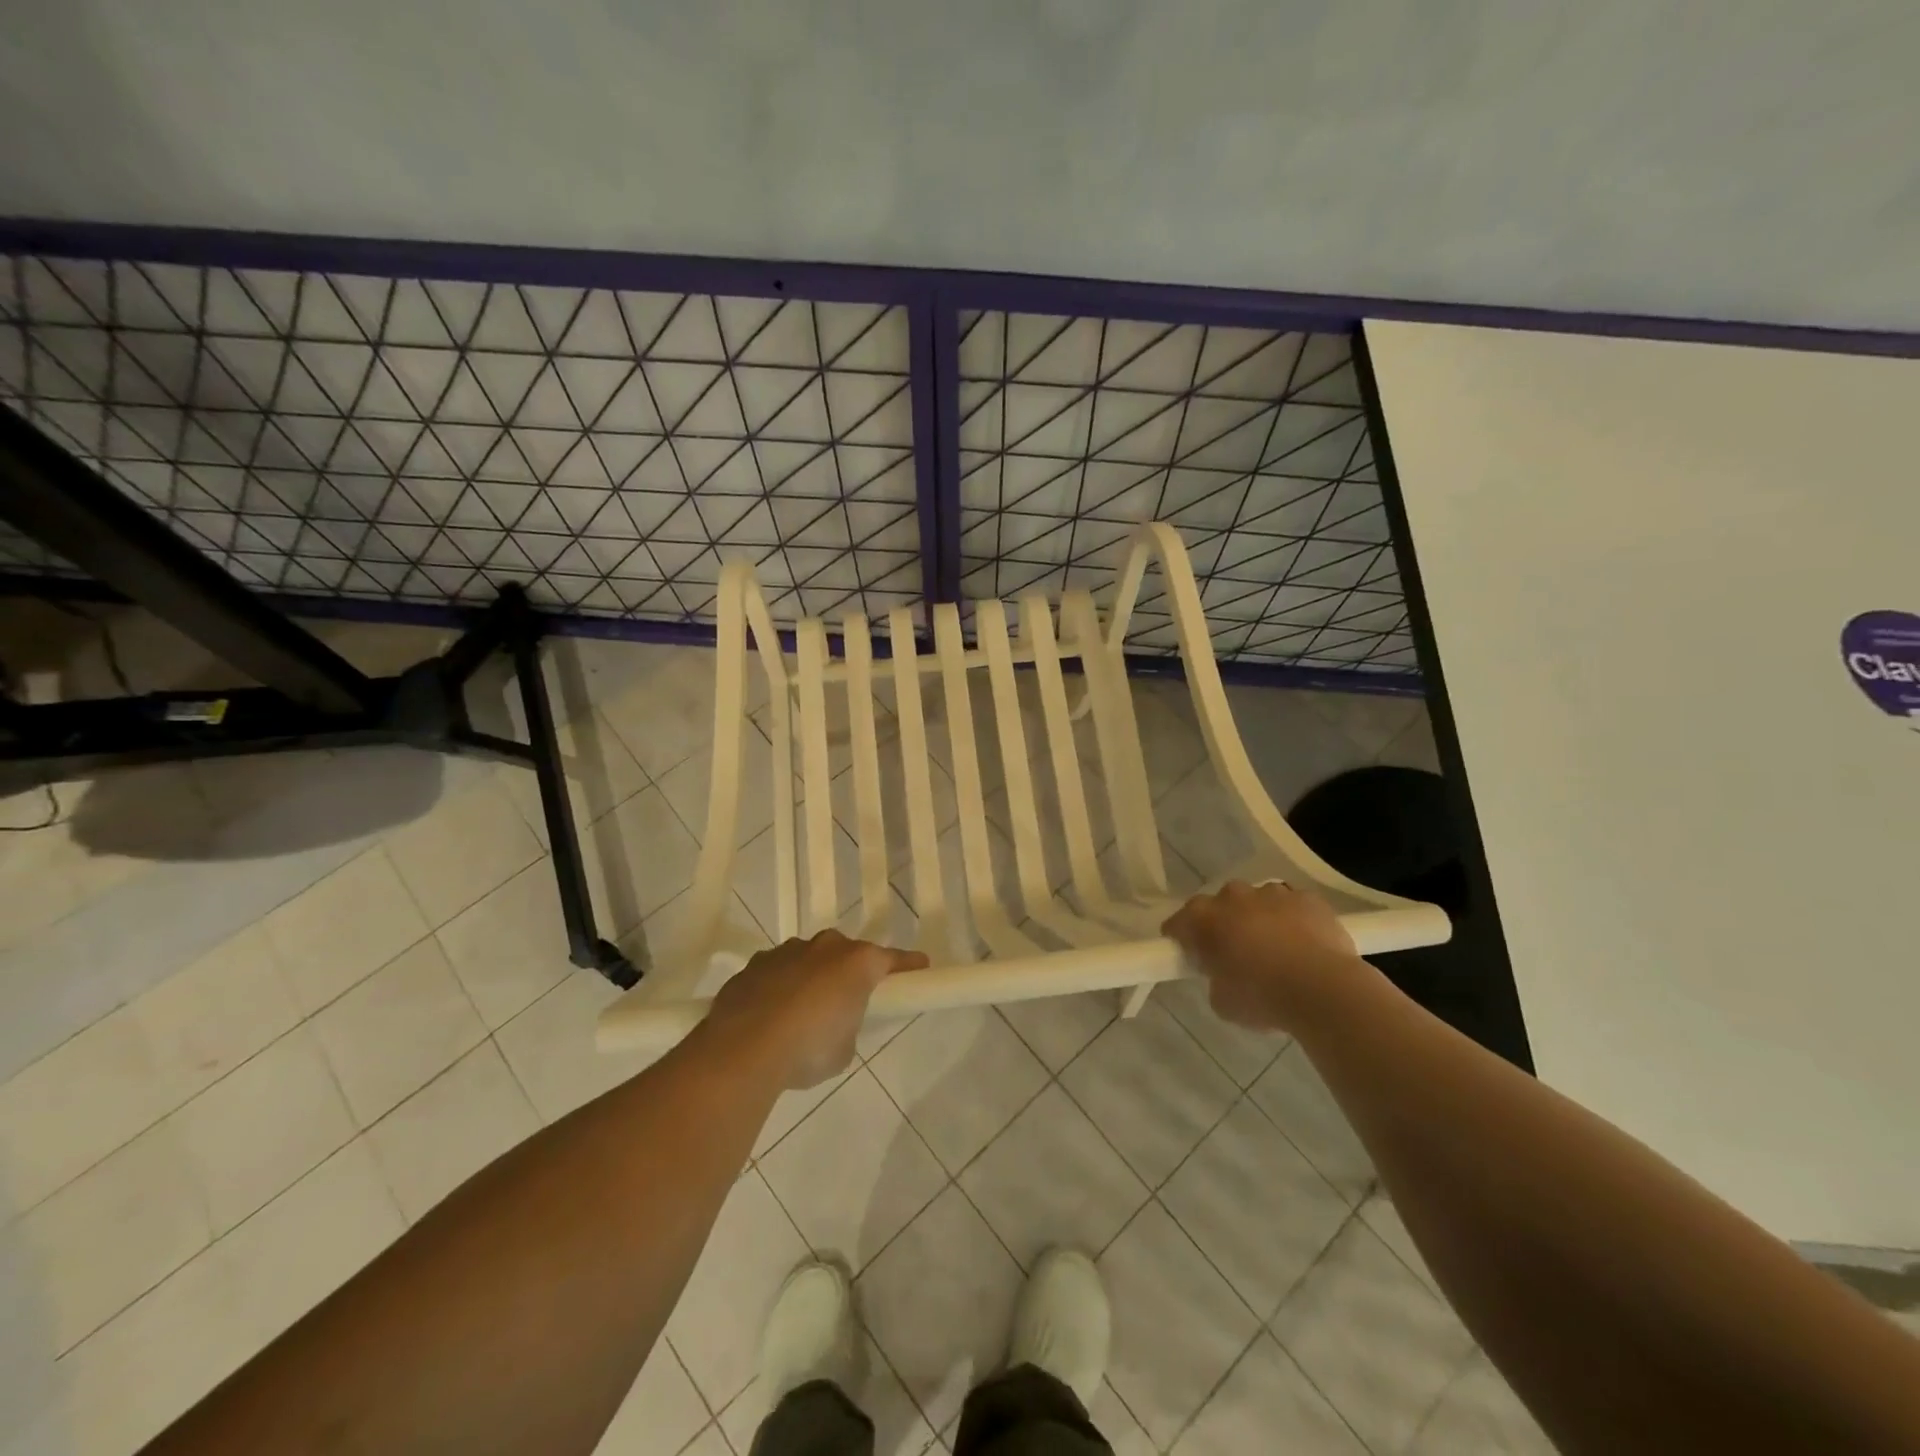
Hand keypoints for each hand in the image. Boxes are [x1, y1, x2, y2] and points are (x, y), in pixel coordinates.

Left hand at [706, 930, 928, 1088]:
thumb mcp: (844, 1049)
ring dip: (811, 978)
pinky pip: (776, 973)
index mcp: (857, 962)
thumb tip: (834, 1024)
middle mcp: (824, 947)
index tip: (921, 967)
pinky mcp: (753, 965)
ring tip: (802, 1013)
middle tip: (848, 1000)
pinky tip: (770, 1016)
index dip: (908, 965)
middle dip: (849, 972)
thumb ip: (847, 1027)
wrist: (742, 1049)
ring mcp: (785, 952)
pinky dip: (779, 988)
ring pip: (808, 959)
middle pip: (846, 953)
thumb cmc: (808, 1049)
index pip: (892, 959)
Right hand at [1162, 881, 1361, 1033]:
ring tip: (1275, 949)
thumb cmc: (1263, 997)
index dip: (1181, 938)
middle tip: (1234, 952)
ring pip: (1258, 901)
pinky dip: (1294, 920)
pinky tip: (1305, 945)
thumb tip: (1224, 975)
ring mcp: (1272, 893)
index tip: (1190, 955)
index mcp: (1204, 919)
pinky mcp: (1307, 898)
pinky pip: (1293, 906)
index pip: (1178, 922)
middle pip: (1220, 905)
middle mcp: (1233, 896)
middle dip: (1224, 923)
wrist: (1324, 990)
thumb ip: (1216, 979)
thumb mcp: (1222, 1002)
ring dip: (1260, 919)